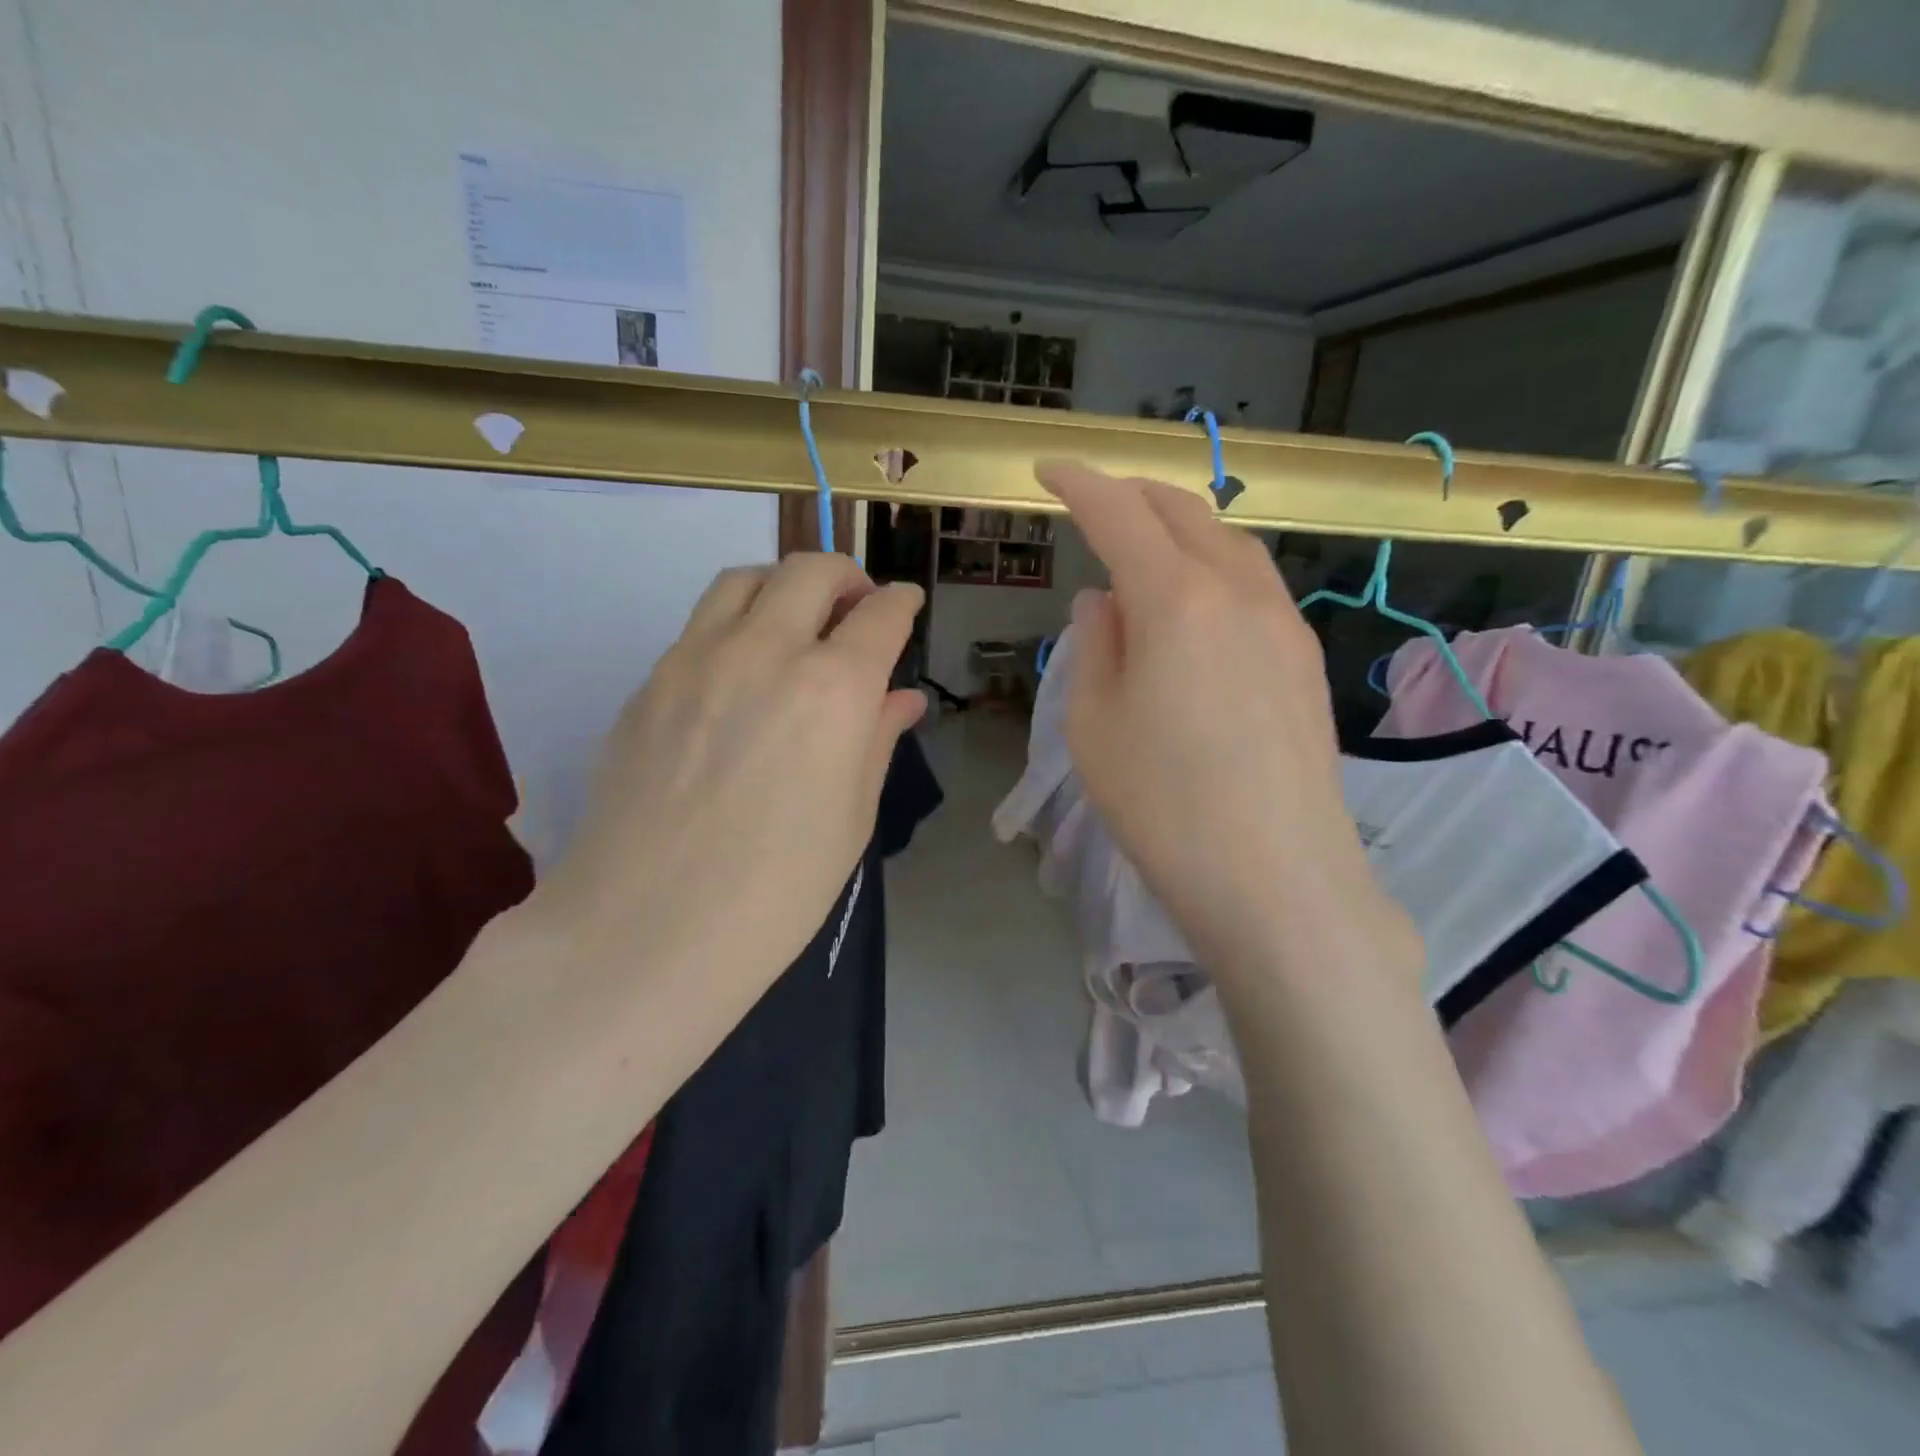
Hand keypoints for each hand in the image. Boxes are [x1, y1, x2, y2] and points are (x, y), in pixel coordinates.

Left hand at [532, 554, 925, 1014]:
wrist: (647, 929)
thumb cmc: (777, 889)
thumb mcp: (851, 817)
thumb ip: (878, 740)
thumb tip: (902, 699)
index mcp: (832, 689)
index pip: (880, 617)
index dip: (901, 604)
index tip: (906, 606)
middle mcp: (765, 651)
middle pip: (810, 570)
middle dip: (846, 577)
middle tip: (856, 610)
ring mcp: (696, 659)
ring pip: (745, 580)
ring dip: (783, 586)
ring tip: (795, 624)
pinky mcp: (649, 682)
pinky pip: (700, 625)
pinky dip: (736, 626)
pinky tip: (740, 676)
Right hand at [1038, 461, 1418, 989]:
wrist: (1276, 878)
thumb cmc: (1162, 805)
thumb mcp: (1094, 725)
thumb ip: (1095, 646)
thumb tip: (1103, 600)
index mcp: (1175, 599)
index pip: (1119, 514)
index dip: (1079, 484)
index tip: (1048, 472)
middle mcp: (1238, 591)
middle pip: (1184, 512)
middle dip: (1133, 494)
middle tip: (1094, 502)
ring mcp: (1283, 623)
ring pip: (1228, 543)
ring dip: (1180, 529)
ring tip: (1143, 551)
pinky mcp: (1306, 659)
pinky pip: (1254, 585)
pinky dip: (1213, 569)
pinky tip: (1194, 607)